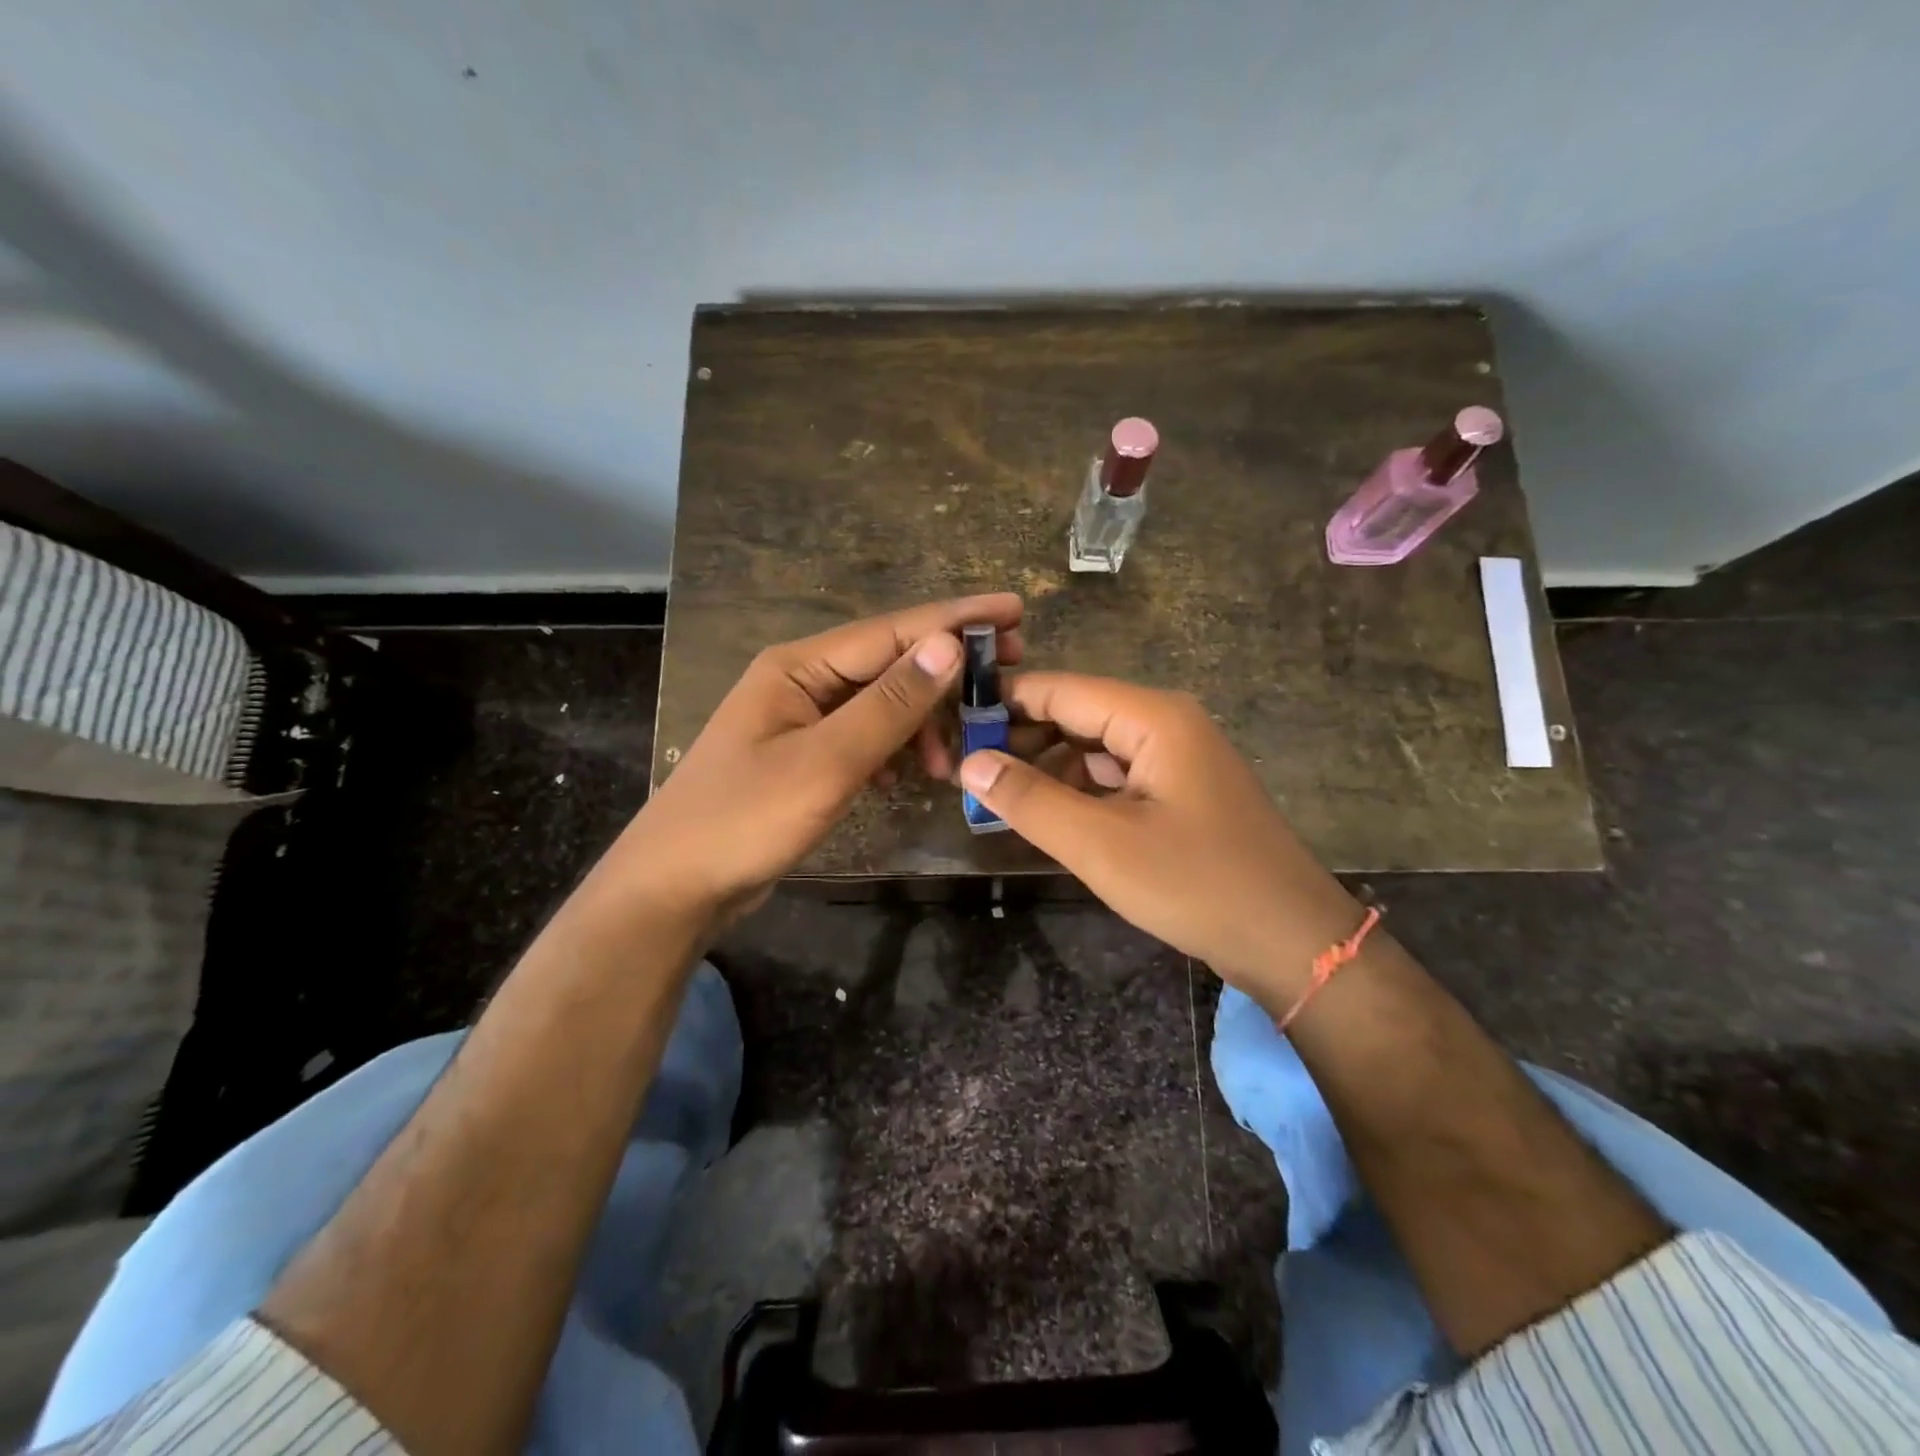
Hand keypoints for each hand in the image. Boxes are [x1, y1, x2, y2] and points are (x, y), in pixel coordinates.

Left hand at [621, 594, 1023, 926]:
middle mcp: (801, 680)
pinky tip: (910, 776)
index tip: (1016, 610)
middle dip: (946, 674)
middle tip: (1006, 681)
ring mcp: (801, 719)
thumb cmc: (745, 819)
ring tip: (951, 763)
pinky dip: (895, 751)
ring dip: (922, 724)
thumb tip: (948, 645)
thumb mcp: (827, 762)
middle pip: (890, 663)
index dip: (956, 619)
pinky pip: (865, 737)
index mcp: (799, 666)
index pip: (893, 630)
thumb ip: (889, 704)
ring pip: (881, 704)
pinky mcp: (804, 755)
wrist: (675, 886)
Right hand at [959, 673, 1362, 1004]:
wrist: (1292, 940)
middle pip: (1076, 714)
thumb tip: (970, 762)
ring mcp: (1176, 758)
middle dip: (1021, 738)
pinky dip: (1077, 790)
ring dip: (1046, 767)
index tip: (950, 725)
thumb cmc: (1196, 884)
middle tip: (962, 769)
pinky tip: (1044, 814)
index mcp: (1152, 717)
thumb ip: (1030, 799)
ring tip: (993, 794)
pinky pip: (1114, 776)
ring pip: (1093, 747)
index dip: (1003, 703)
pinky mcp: (1179, 792)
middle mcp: (1165, 723)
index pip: (1060, 689)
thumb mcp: (1101, 845)